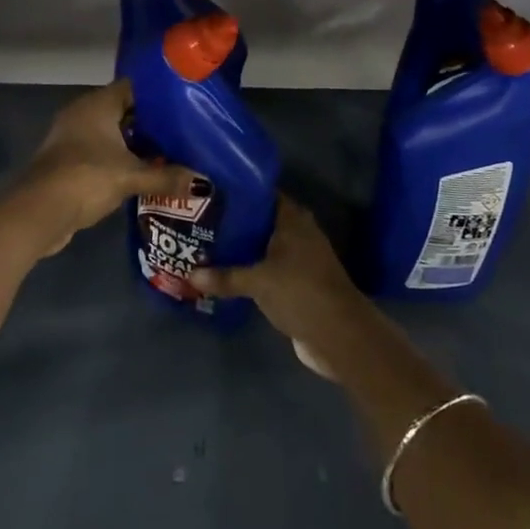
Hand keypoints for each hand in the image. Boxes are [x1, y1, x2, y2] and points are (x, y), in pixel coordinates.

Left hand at [3, 81, 201, 256]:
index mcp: (97, 104)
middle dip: (150, 123)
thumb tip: (203, 182)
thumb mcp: (131, 176)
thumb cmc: (86, 178)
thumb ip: (167, 177)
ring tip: (169, 154)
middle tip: (183, 133)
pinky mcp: (68, 160)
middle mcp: (83, 113)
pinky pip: (101, 152)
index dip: (158, 96)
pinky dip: (119, 160)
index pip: (133, 87)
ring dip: (134, 144)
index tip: (184, 106)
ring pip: (111, 133)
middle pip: (124, 111)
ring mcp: (72, 137)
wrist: (39, 211)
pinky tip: (141, 174)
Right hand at [192, 195, 369, 372]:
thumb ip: (225, 277)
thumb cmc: (300, 292)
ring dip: (243, 248)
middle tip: (203, 221)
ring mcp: (301, 258)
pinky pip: (270, 268)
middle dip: (236, 222)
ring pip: (265, 246)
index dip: (239, 192)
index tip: (212, 193)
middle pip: (262, 220)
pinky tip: (228, 273)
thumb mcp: (258, 282)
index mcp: (293, 219)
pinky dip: (252, 269)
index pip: (263, 194)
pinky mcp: (299, 282)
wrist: (340, 336)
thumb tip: (189, 276)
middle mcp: (299, 232)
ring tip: (208, 245)